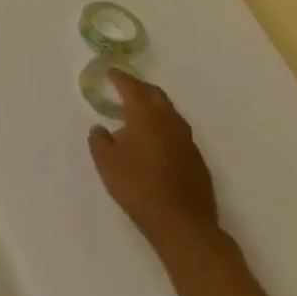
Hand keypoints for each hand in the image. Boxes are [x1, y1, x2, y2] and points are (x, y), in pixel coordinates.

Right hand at [88, 70, 220, 255]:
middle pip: (156, 96)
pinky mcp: (196, 160)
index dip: (120, 78)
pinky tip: (153, 140)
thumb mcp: (105, 161)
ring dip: (153, 107)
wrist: (182, 224)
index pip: (132, 88)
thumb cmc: (137, 186)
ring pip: (169, 113)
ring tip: (136, 112)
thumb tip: (101, 128)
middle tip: (123, 87)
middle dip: (139, 88)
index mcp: (146, 117)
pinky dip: (163, 126)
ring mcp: (187, 142)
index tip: (110, 71)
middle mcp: (170, 123)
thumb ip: (99, 139)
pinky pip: (177, 132)